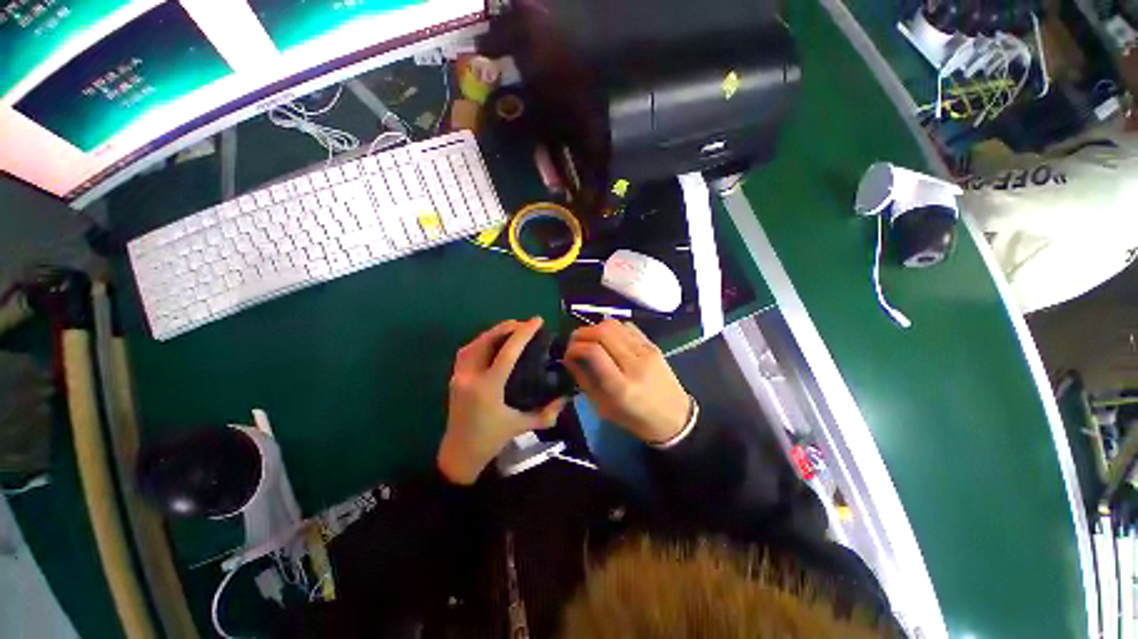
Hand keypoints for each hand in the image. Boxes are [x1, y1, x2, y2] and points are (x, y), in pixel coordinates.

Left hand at [438, 317, 566, 484]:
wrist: (459, 454)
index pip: (507, 352)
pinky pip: (467, 351)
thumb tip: (566, 398)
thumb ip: (546, 413)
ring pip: (474, 343)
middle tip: (525, 324)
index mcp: (488, 387)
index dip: (523, 333)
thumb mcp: (522, 426)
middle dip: (507, 327)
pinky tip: (492, 343)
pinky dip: (481, 341)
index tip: (537, 320)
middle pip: (487, 341)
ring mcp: (459, 376)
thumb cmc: (491, 440)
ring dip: (493, 332)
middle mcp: (470, 377)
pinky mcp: (455, 378)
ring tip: (510, 329)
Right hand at [564, 320, 691, 444]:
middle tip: (574, 342)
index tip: (568, 353)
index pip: (594, 352)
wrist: (675, 418)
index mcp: (621, 386)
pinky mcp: (654, 345)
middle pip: (604, 332)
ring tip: (589, 339)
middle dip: (582, 333)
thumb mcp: (603, 407)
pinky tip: (608, 339)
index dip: (576, 347)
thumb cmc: (635, 419)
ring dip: (596, 328)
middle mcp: (635, 364)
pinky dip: (612, 328)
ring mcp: (647, 351)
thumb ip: (583, 379)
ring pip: (615, 325)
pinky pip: (628, 327)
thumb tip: (568, 358)